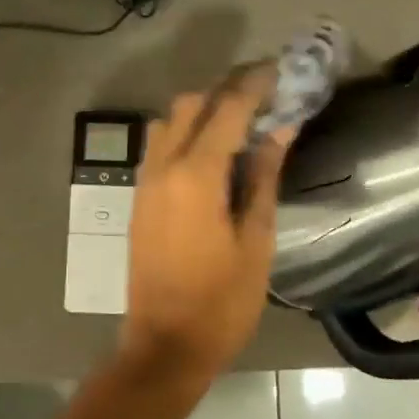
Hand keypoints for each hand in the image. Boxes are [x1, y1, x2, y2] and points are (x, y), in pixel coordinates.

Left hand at [120, 64, 294, 379]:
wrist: (165, 346)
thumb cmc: (222, 301)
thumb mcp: (256, 240)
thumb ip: (263, 178)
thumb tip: (280, 130)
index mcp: (195, 175)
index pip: (226, 109)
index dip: (254, 85)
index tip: (279, 72)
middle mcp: (162, 168)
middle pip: (188, 105)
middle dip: (225, 91)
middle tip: (264, 99)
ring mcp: (144, 183)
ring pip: (167, 123)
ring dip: (201, 112)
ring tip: (239, 126)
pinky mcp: (138, 201)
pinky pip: (159, 148)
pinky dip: (184, 135)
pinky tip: (212, 156)